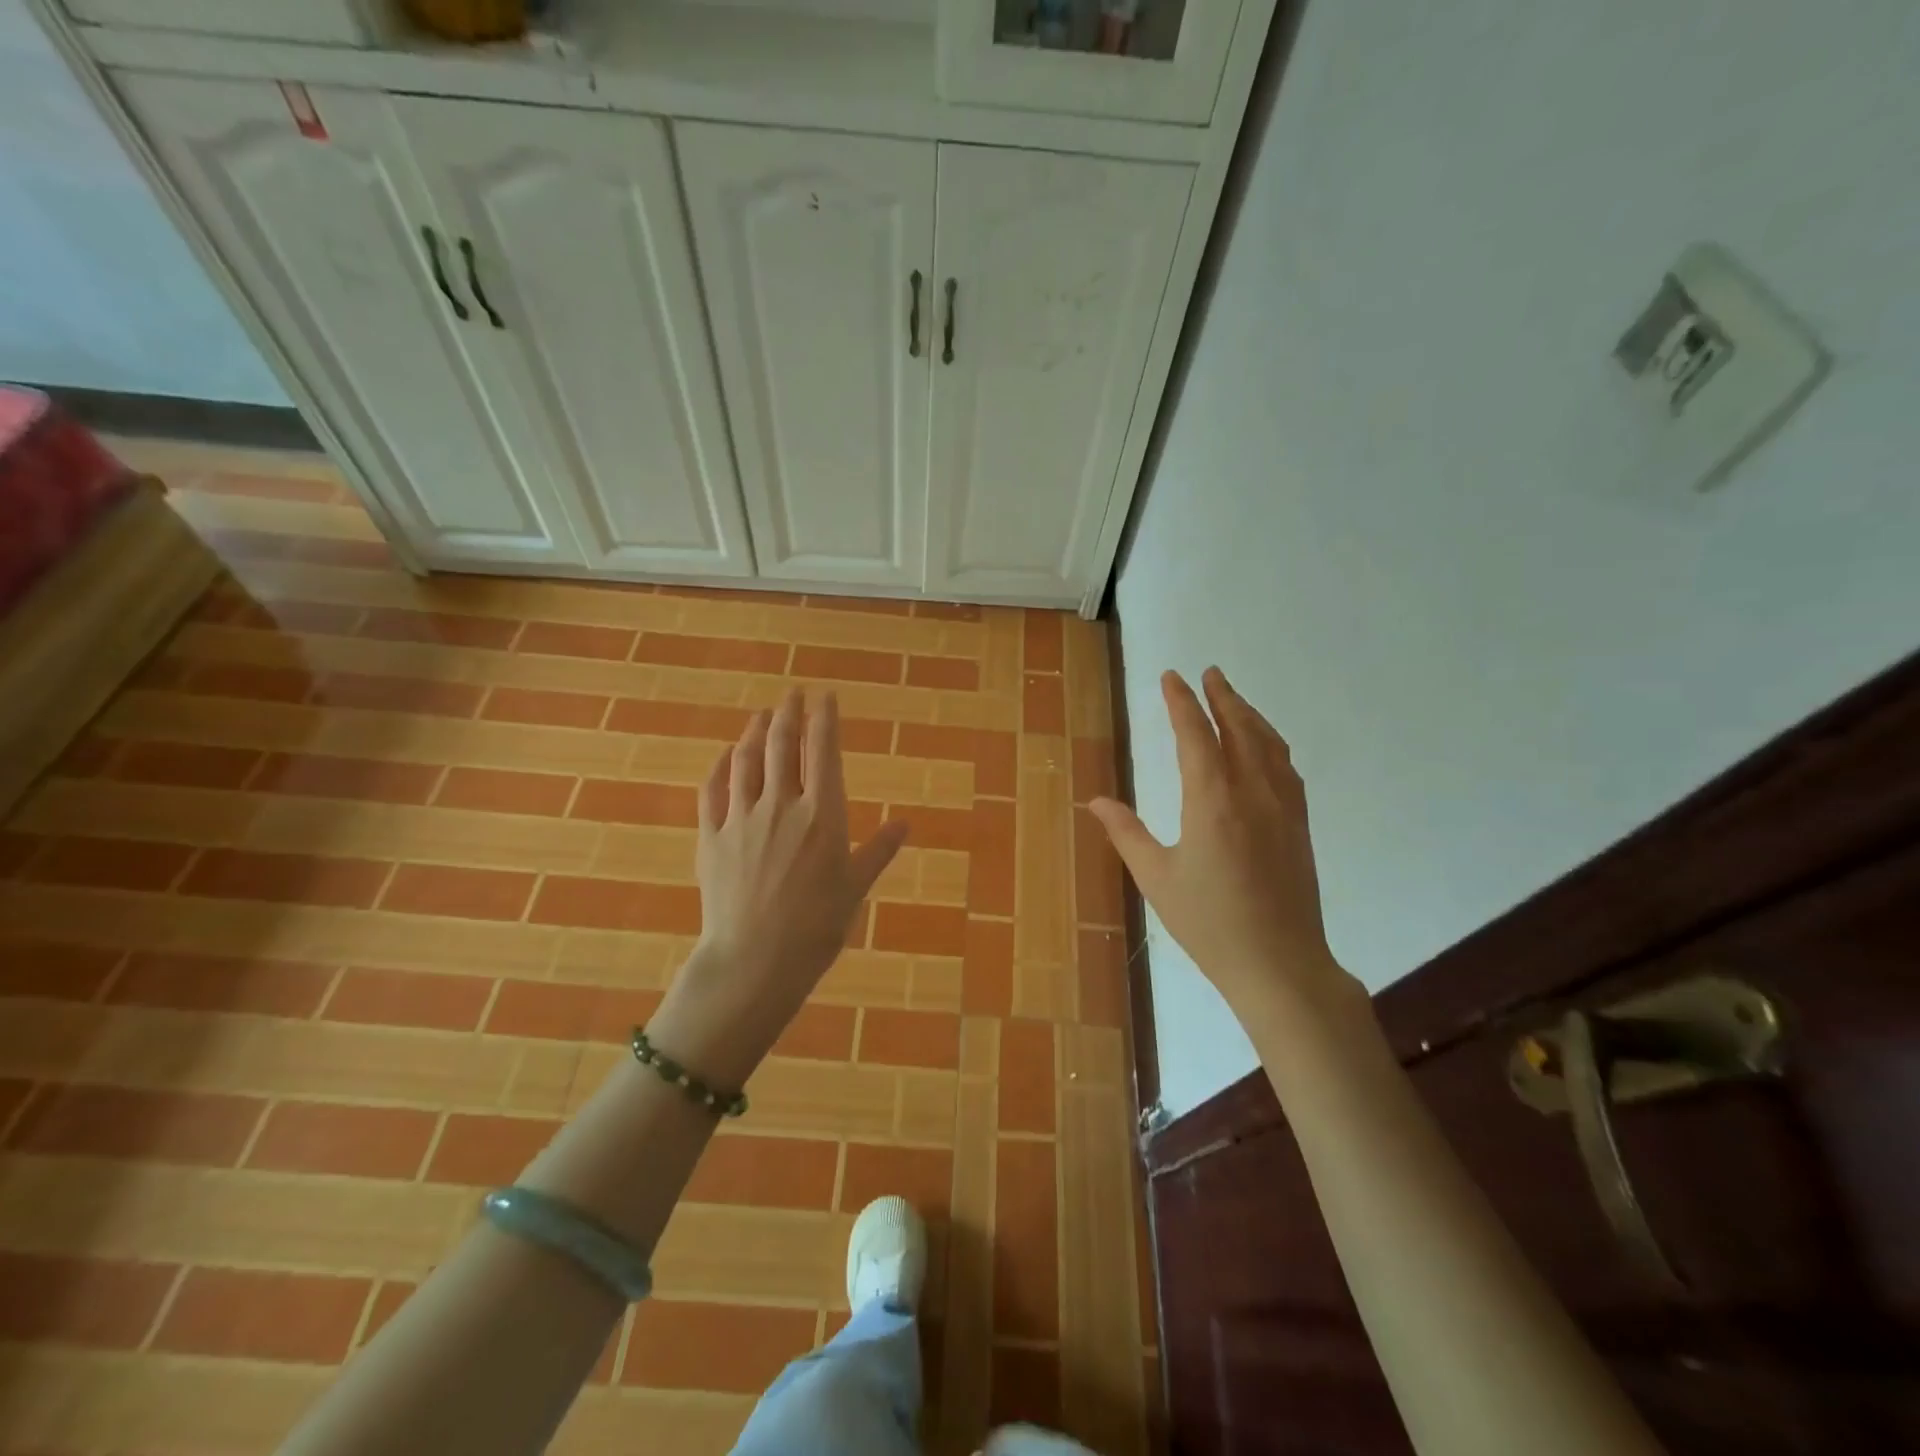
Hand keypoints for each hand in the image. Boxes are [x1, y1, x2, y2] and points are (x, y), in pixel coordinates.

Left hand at [652, 690, 908, 1084]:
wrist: (755, 960)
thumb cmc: (817, 926)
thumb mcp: (856, 887)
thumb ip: (878, 850)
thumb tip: (904, 824)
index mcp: (822, 814)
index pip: (823, 751)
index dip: (824, 718)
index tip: (826, 697)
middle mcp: (781, 805)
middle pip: (781, 744)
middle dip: (788, 713)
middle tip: (793, 694)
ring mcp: (741, 818)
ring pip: (745, 760)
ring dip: (754, 731)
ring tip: (762, 715)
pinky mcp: (711, 836)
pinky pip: (713, 789)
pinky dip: (721, 765)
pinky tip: (726, 755)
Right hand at [1090, 668, 1362, 1030]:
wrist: (1280, 964)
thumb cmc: (1209, 923)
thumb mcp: (1156, 878)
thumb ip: (1126, 833)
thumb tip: (1095, 800)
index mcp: (1212, 801)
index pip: (1196, 734)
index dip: (1182, 702)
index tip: (1171, 677)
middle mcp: (1252, 792)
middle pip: (1239, 728)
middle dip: (1221, 696)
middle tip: (1208, 673)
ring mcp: (1283, 807)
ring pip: (1268, 744)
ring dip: (1248, 714)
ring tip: (1233, 698)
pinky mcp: (1299, 825)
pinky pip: (1286, 768)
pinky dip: (1270, 744)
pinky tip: (1264, 747)